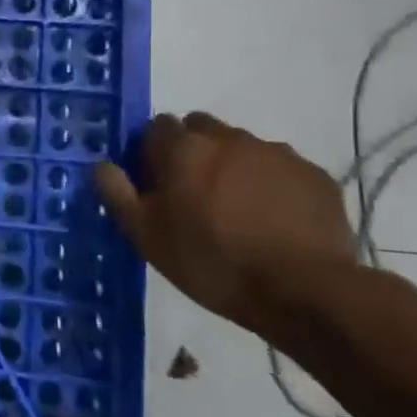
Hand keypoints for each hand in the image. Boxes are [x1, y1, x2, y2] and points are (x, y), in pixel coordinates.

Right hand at [94, 112, 355, 338]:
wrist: (304, 290)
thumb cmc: (211, 261)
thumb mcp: (146, 236)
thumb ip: (117, 194)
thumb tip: (102, 165)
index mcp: (183, 149)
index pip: (157, 126)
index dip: (151, 150)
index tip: (154, 182)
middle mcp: (230, 138)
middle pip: (201, 128)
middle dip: (192, 150)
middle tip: (192, 193)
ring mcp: (277, 154)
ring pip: (243, 147)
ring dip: (233, 166)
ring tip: (237, 211)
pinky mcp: (315, 175)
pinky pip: (281, 169)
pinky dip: (271, 185)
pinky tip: (273, 220)